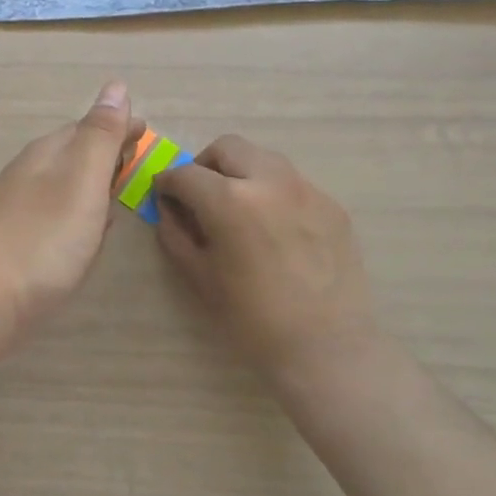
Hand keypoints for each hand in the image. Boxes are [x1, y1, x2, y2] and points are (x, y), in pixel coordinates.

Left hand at [0, 81, 145, 335]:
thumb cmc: (43, 236)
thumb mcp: (82, 178)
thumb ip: (101, 135)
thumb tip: (116, 85)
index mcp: (48, 154)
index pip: (88, 127)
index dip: (119, 127)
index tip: (145, 130)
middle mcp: (31, 175)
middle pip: (75, 154)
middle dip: (106, 151)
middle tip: (135, 156)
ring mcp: (20, 209)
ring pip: (66, 185)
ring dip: (93, 182)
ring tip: (117, 188)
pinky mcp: (18, 243)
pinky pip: (58, 215)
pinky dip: (79, 212)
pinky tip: (87, 230)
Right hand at [152, 135, 376, 376]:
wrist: (326, 348)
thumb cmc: (252, 319)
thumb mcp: (199, 277)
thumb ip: (175, 233)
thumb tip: (168, 208)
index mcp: (230, 201)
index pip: (185, 173)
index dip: (167, 183)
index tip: (163, 195)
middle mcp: (269, 181)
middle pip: (227, 148)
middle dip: (205, 165)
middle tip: (200, 195)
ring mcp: (307, 189)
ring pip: (263, 158)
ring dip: (241, 172)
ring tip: (238, 207)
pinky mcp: (332, 204)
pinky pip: (292, 183)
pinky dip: (272, 192)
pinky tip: (273, 228)